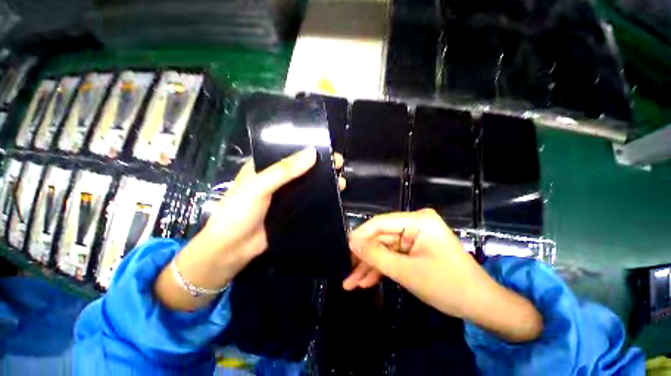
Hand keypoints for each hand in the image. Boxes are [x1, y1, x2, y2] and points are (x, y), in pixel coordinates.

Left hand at [155, 148, 344, 310]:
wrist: (232, 249)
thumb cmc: (239, 212)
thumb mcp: (258, 187)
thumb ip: (283, 171)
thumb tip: (313, 154)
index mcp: (265, 167)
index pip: (289, 152)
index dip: (308, 149)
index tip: (328, 149)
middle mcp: (277, 179)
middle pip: (302, 168)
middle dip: (321, 166)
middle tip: (339, 165)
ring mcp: (285, 196)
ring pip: (308, 184)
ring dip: (324, 182)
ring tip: (342, 181)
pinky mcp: (292, 210)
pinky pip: (309, 201)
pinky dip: (321, 198)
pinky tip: (334, 196)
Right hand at [348, 209, 542, 341]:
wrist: (481, 306)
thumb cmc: (448, 287)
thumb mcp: (406, 272)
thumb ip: (376, 255)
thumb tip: (352, 243)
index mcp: (418, 220)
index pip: (381, 223)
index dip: (360, 235)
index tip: (344, 248)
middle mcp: (415, 223)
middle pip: (381, 238)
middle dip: (364, 257)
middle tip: (346, 272)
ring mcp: (415, 236)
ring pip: (385, 249)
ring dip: (370, 266)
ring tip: (351, 283)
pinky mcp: (415, 248)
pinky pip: (394, 255)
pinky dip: (382, 269)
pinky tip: (366, 281)